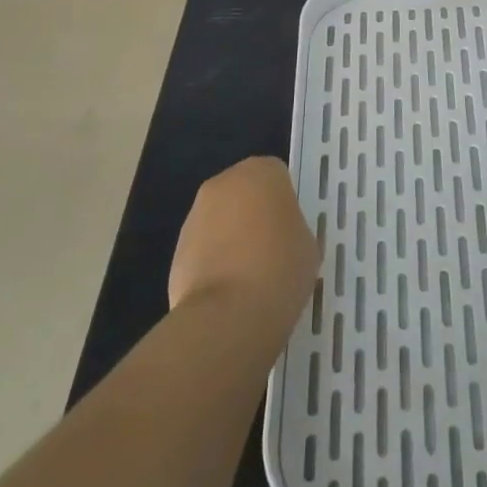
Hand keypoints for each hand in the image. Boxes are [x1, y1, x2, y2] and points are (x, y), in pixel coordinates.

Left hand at [169, 156, 318, 341]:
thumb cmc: (280, 268)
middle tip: (273, 249)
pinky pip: (204, 247)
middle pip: (244, 192)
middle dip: (255, 214)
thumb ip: (294, 229)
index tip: (291, 228)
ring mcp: (196, 215)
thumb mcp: (309, 246)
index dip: (285, 202)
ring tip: (249, 277)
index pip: (277, 175)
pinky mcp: (177, 248)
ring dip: (232, 237)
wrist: (228, 314)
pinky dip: (214, 262)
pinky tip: (229, 291)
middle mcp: (224, 183)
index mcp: (261, 173)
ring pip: (221, 219)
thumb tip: (282, 238)